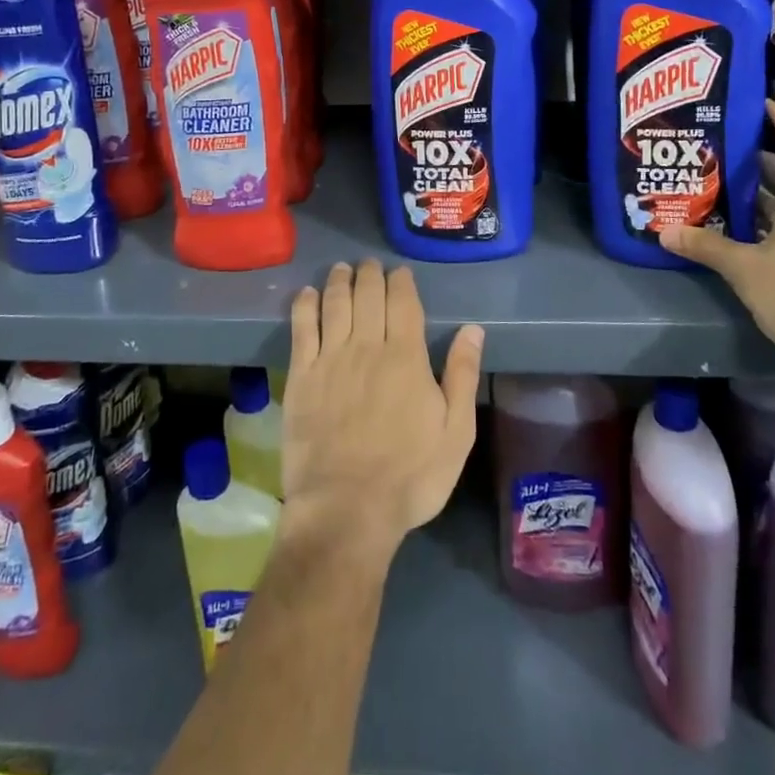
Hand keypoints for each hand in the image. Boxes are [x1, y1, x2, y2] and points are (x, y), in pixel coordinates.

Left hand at [281, 260, 483, 562]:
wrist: (346, 510)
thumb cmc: (410, 476)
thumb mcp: (456, 433)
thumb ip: (463, 377)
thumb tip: (473, 330)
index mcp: (406, 356)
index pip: (403, 303)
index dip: (401, 282)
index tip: (400, 272)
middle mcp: (367, 346)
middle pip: (367, 295)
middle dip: (370, 274)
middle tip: (370, 265)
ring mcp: (330, 359)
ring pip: (334, 304)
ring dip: (339, 281)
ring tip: (342, 269)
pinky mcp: (301, 377)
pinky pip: (301, 329)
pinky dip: (305, 306)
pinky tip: (307, 294)